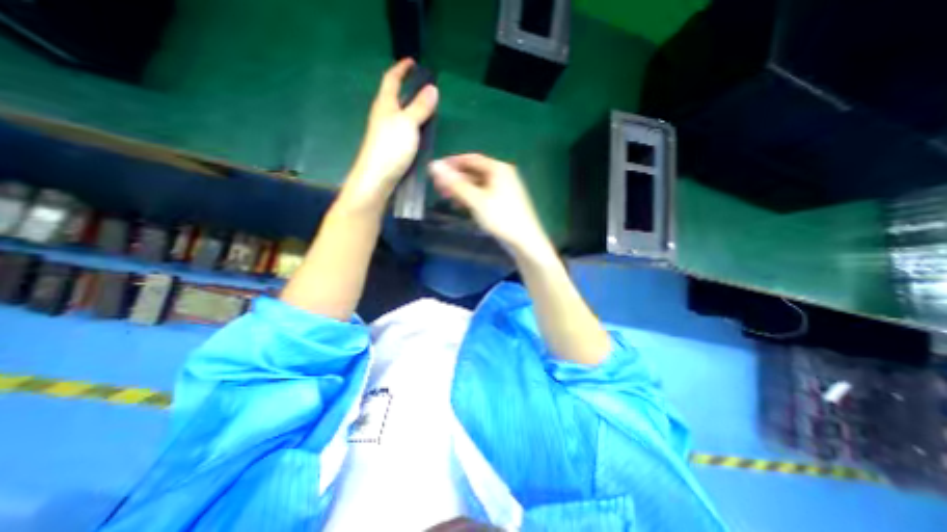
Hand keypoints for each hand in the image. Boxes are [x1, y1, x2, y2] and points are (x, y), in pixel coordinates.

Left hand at [340, 59, 440, 214]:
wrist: (376, 179)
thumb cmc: (390, 148)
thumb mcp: (408, 124)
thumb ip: (420, 107)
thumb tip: (432, 89)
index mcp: (385, 105)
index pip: (392, 80)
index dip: (401, 69)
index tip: (412, 62)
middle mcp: (383, 117)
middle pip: (394, 97)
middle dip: (407, 89)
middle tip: (425, 89)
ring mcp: (385, 134)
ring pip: (399, 115)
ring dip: (411, 109)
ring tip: (427, 110)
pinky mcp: (390, 149)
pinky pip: (402, 130)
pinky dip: (412, 126)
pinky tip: (420, 133)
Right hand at [431, 151, 556, 259]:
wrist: (524, 240)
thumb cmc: (501, 217)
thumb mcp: (476, 200)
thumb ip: (455, 183)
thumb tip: (434, 165)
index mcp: (497, 169)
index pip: (470, 159)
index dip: (451, 163)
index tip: (435, 170)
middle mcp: (501, 175)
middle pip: (473, 171)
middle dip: (455, 178)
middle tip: (437, 186)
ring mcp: (503, 189)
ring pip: (477, 184)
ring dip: (461, 189)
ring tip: (445, 196)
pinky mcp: (502, 201)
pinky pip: (482, 194)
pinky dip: (470, 197)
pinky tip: (460, 205)